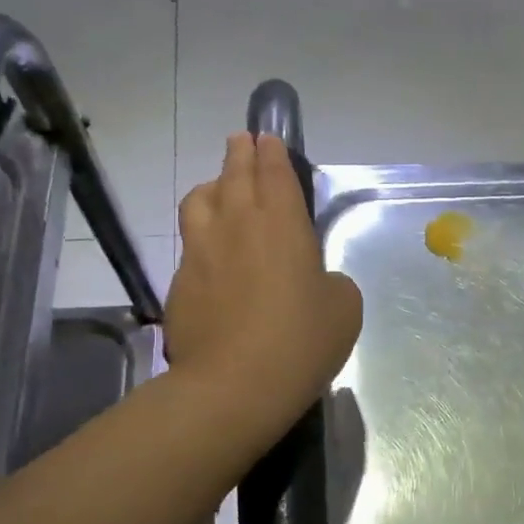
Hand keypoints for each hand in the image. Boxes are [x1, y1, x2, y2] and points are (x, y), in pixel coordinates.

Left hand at [165, 133, 361, 428]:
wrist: (234, 385)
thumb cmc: (301, 340)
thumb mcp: (344, 307)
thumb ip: (333, 281)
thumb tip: (316, 280)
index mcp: (282, 224)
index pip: (274, 173)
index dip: (272, 153)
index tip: (267, 138)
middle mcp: (237, 225)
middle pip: (234, 176)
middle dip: (241, 154)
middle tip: (242, 141)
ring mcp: (201, 252)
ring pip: (200, 201)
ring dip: (212, 186)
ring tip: (219, 188)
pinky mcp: (179, 283)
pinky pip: (191, 244)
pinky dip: (202, 236)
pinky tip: (211, 253)